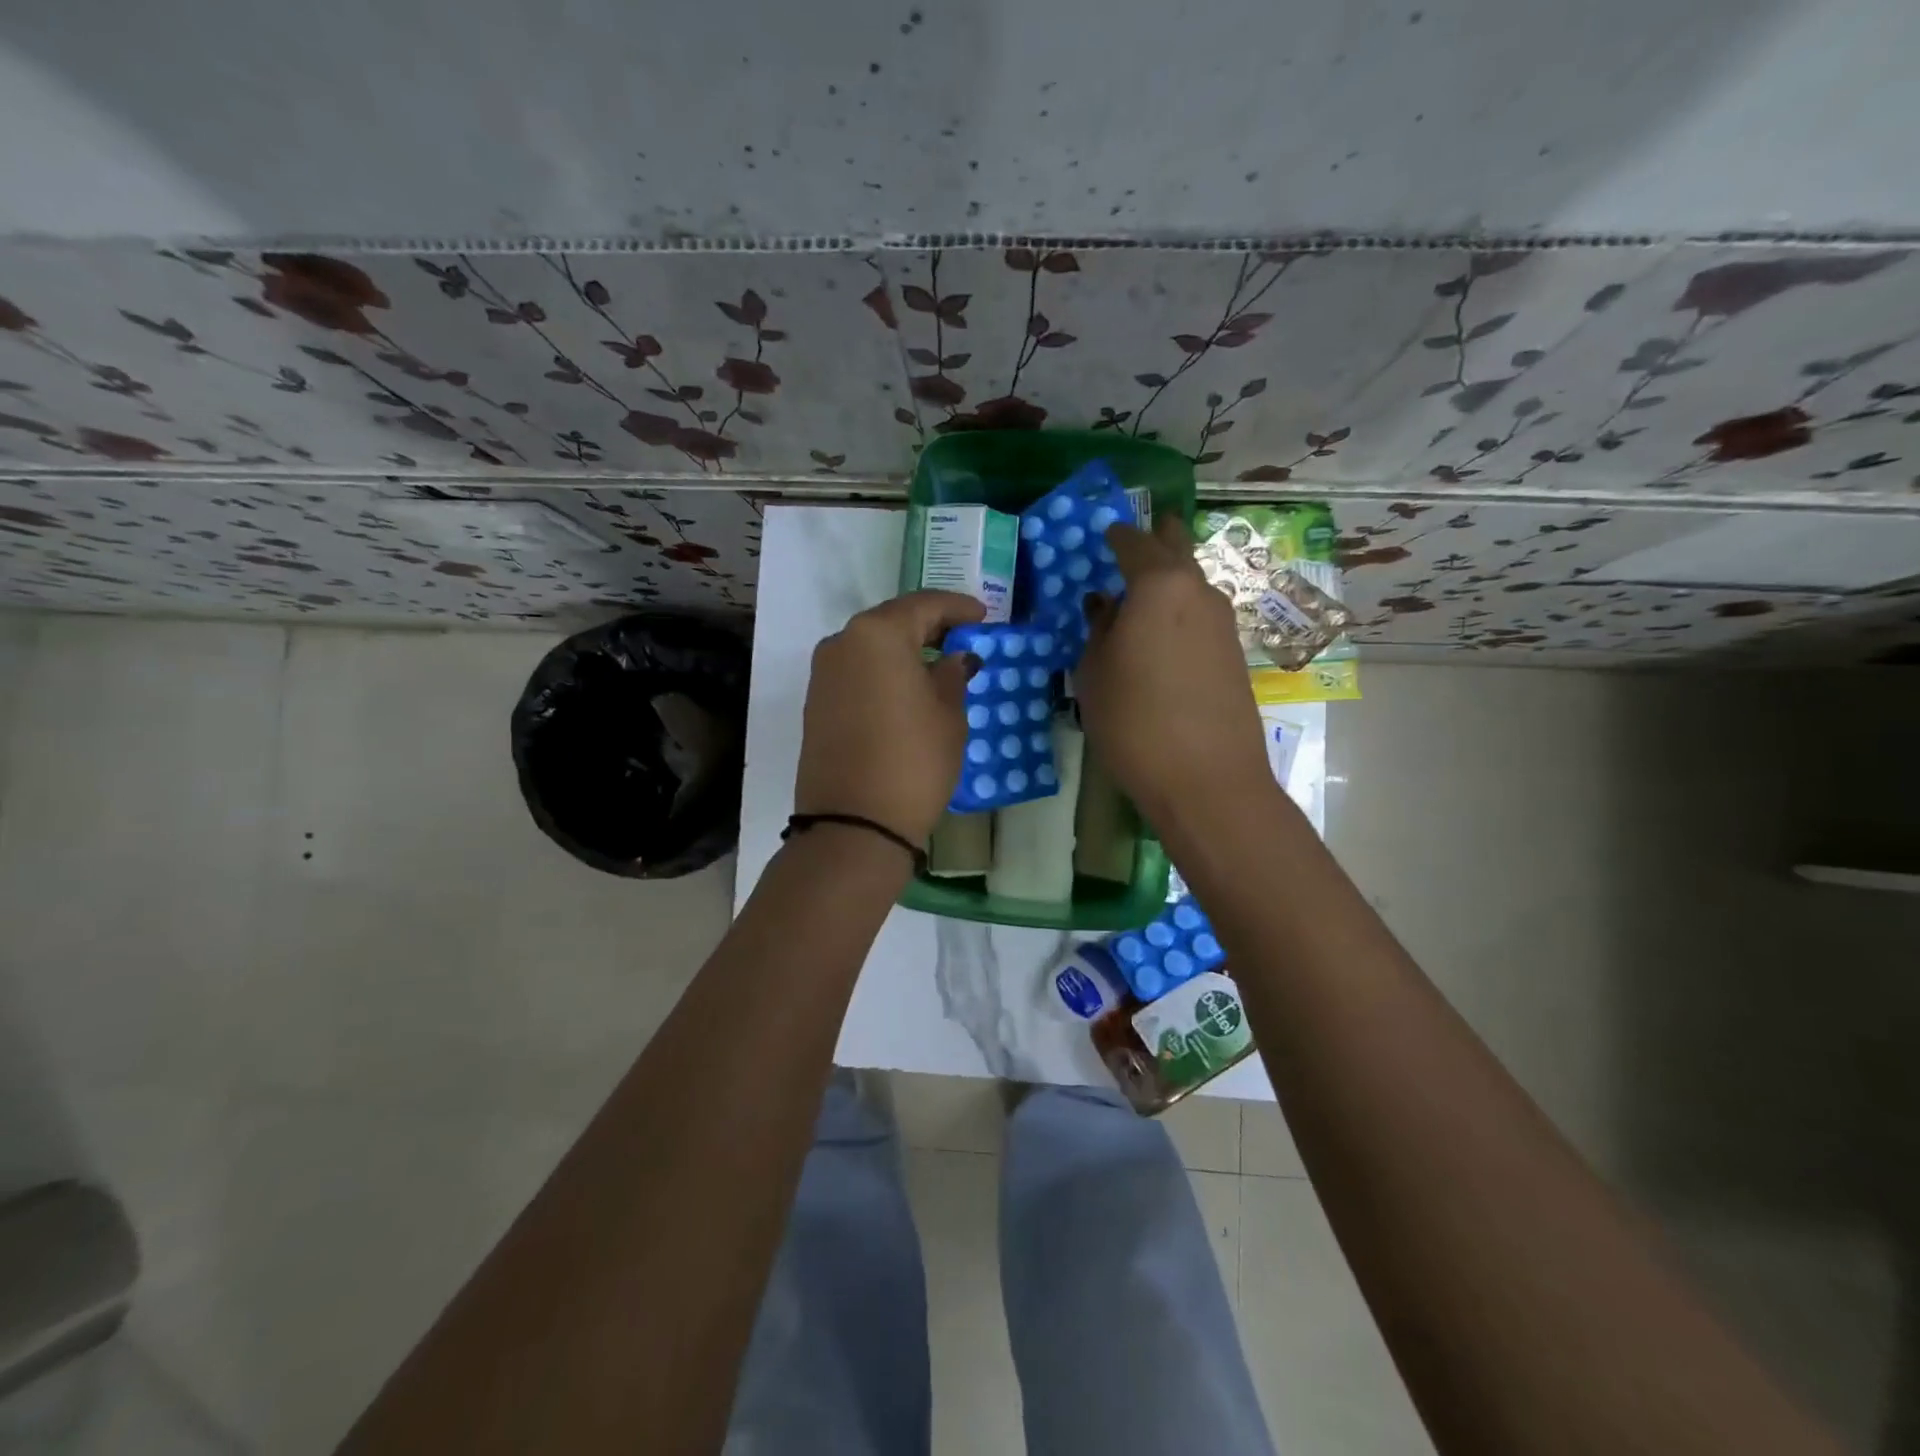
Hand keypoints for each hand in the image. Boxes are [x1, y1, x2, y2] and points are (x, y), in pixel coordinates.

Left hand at [795, 590, 985, 845]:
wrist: (854, 824)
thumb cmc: (913, 761)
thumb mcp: (948, 715)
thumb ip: (953, 676)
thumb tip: (954, 659)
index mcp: (878, 634)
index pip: (924, 605)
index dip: (958, 608)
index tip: (983, 617)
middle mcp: (842, 642)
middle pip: (892, 621)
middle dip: (930, 626)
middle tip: (963, 638)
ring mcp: (823, 673)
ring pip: (871, 647)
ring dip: (904, 650)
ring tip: (938, 665)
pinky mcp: (816, 702)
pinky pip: (857, 672)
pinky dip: (884, 672)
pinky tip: (907, 688)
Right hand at [1076, 515, 1272, 830]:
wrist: (1207, 779)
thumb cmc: (1135, 721)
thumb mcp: (1095, 674)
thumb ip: (1098, 629)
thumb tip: (1104, 605)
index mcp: (1159, 585)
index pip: (1134, 543)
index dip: (1116, 536)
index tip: (1105, 534)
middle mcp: (1199, 592)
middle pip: (1177, 550)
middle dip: (1159, 538)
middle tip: (1141, 534)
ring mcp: (1223, 623)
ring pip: (1192, 584)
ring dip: (1170, 580)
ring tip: (1143, 592)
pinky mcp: (1234, 654)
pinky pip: (1200, 616)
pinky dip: (1180, 611)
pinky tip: (1164, 633)